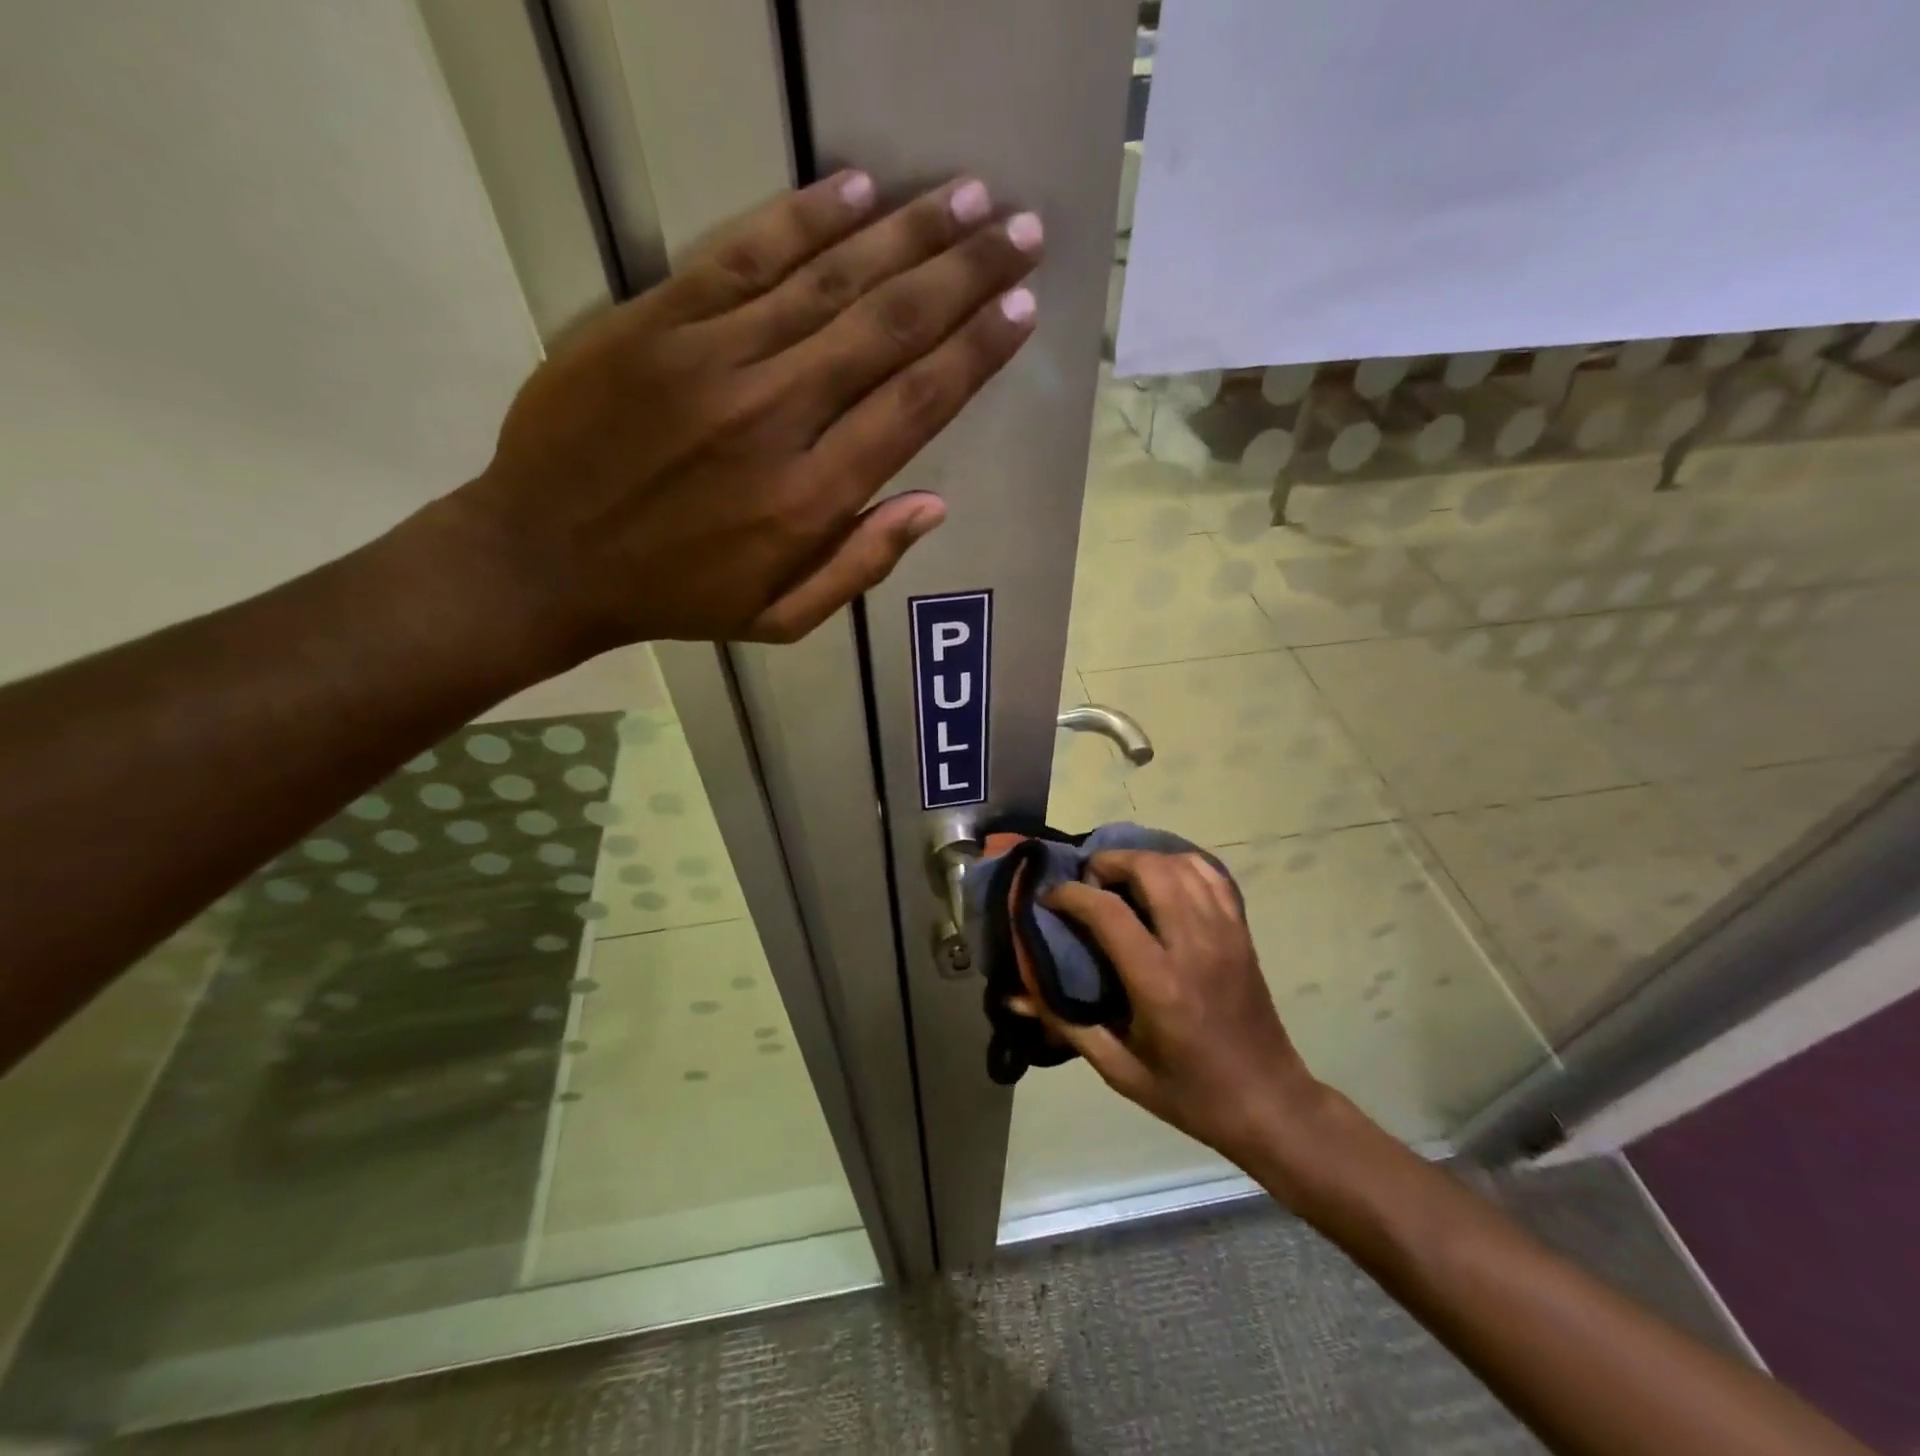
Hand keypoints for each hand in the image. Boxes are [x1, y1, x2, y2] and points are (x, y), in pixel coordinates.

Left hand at [441, 170, 1041, 660]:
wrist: (542, 559)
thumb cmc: (676, 598)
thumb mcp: (782, 618)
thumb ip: (862, 564)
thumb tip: (934, 503)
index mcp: (810, 499)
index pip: (913, 406)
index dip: (974, 353)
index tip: (1020, 309)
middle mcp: (774, 417)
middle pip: (886, 329)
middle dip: (964, 274)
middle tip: (1022, 231)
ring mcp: (711, 361)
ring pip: (827, 281)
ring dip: (905, 233)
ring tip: (966, 197)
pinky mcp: (654, 323)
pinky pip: (742, 257)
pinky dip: (802, 219)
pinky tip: (856, 188)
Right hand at [1035, 851, 1331, 1169]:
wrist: (1268, 1102)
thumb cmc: (1188, 1091)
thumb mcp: (1119, 1070)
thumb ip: (1065, 1025)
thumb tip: (1014, 997)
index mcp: (1159, 983)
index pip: (1107, 911)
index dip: (1070, 894)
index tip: (1048, 897)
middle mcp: (1193, 946)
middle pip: (1149, 870)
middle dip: (1109, 862)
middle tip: (1087, 880)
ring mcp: (1224, 933)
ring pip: (1181, 865)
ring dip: (1143, 859)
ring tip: (1119, 878)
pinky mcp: (1241, 932)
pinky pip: (1212, 876)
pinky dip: (1181, 864)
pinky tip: (1162, 878)